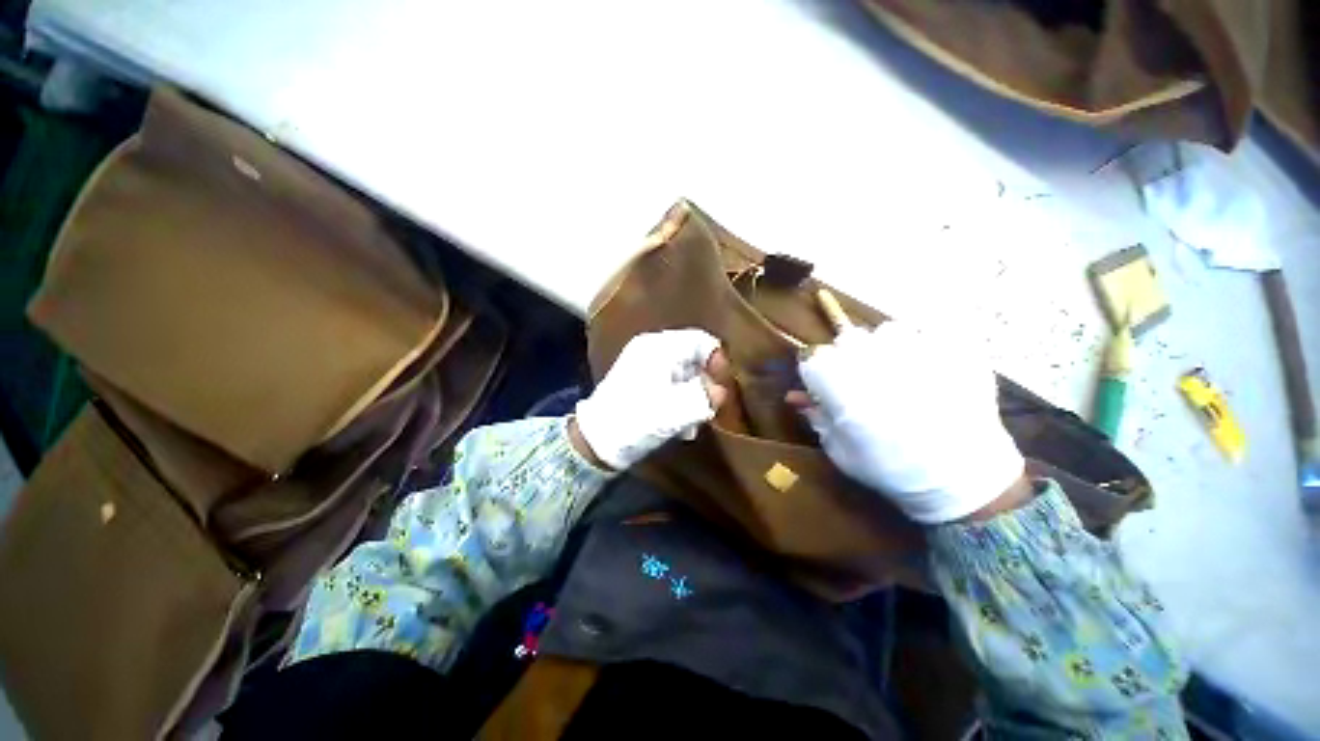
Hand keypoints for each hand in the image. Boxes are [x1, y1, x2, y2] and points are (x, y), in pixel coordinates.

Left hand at [573, 329, 728, 469]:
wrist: (597, 441)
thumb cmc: (636, 419)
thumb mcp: (676, 409)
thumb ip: (706, 396)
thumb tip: (720, 390)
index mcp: (659, 346)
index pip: (702, 340)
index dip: (718, 361)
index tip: (724, 387)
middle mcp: (652, 350)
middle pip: (694, 357)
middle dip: (706, 383)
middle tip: (711, 406)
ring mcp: (646, 366)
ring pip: (685, 374)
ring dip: (695, 396)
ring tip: (695, 421)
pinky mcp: (642, 383)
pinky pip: (672, 385)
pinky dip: (681, 401)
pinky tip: (681, 424)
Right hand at [789, 323, 1025, 523]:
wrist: (965, 480)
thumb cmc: (892, 469)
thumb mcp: (841, 451)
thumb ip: (816, 416)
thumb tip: (794, 396)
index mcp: (840, 383)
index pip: (812, 357)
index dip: (816, 373)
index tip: (825, 390)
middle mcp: (873, 358)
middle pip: (846, 339)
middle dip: (847, 358)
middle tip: (864, 384)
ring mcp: (915, 349)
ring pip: (887, 331)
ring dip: (885, 348)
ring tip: (899, 373)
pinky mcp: (951, 348)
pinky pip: (929, 332)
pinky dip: (926, 345)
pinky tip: (932, 370)